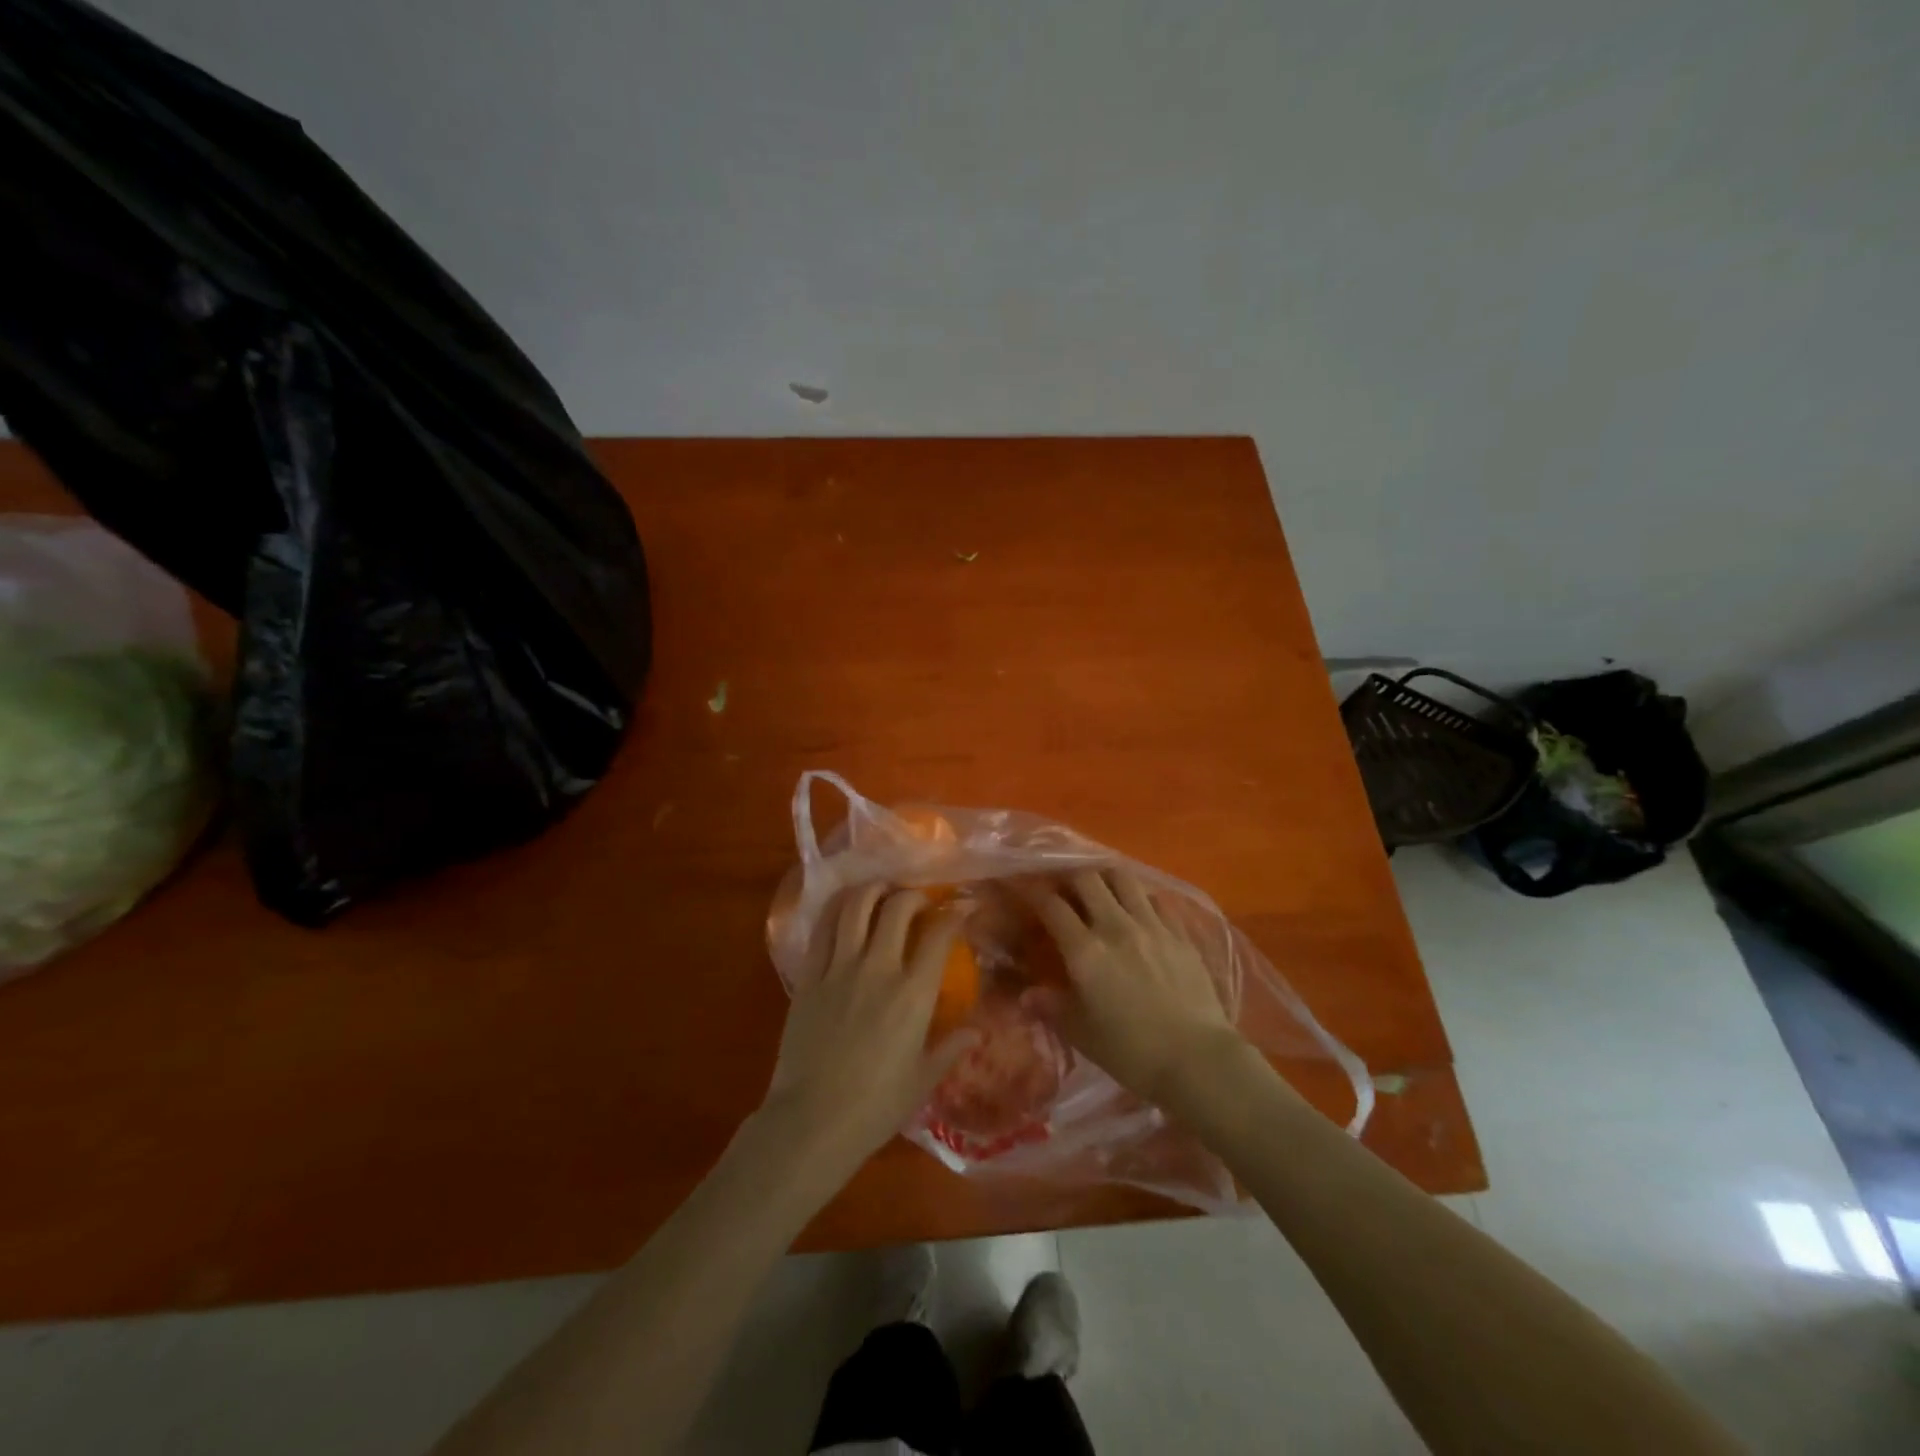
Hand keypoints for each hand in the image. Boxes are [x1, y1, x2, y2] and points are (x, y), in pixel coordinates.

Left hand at [760, 886, 976, 1181]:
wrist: (812, 1121)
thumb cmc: (875, 1106)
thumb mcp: (923, 1079)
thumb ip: (950, 1049)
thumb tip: (976, 1033)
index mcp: (913, 993)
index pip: (939, 934)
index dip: (954, 913)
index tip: (962, 907)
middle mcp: (878, 968)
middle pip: (897, 907)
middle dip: (913, 895)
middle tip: (919, 902)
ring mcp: (839, 968)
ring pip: (855, 906)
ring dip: (873, 890)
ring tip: (881, 892)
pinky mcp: (809, 975)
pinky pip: (822, 928)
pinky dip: (837, 909)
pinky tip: (845, 909)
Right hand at [1021, 869, 1245, 1105]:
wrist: (1197, 1060)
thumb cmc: (1131, 1052)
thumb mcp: (1081, 1034)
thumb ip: (1052, 1007)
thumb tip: (1026, 994)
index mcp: (1085, 951)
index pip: (1052, 906)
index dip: (1035, 893)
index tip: (1027, 890)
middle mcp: (1115, 927)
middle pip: (1087, 879)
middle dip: (1069, 877)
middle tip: (1064, 887)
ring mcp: (1151, 926)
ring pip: (1123, 878)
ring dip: (1106, 876)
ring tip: (1100, 887)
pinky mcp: (1180, 933)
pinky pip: (1156, 899)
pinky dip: (1140, 897)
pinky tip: (1138, 908)